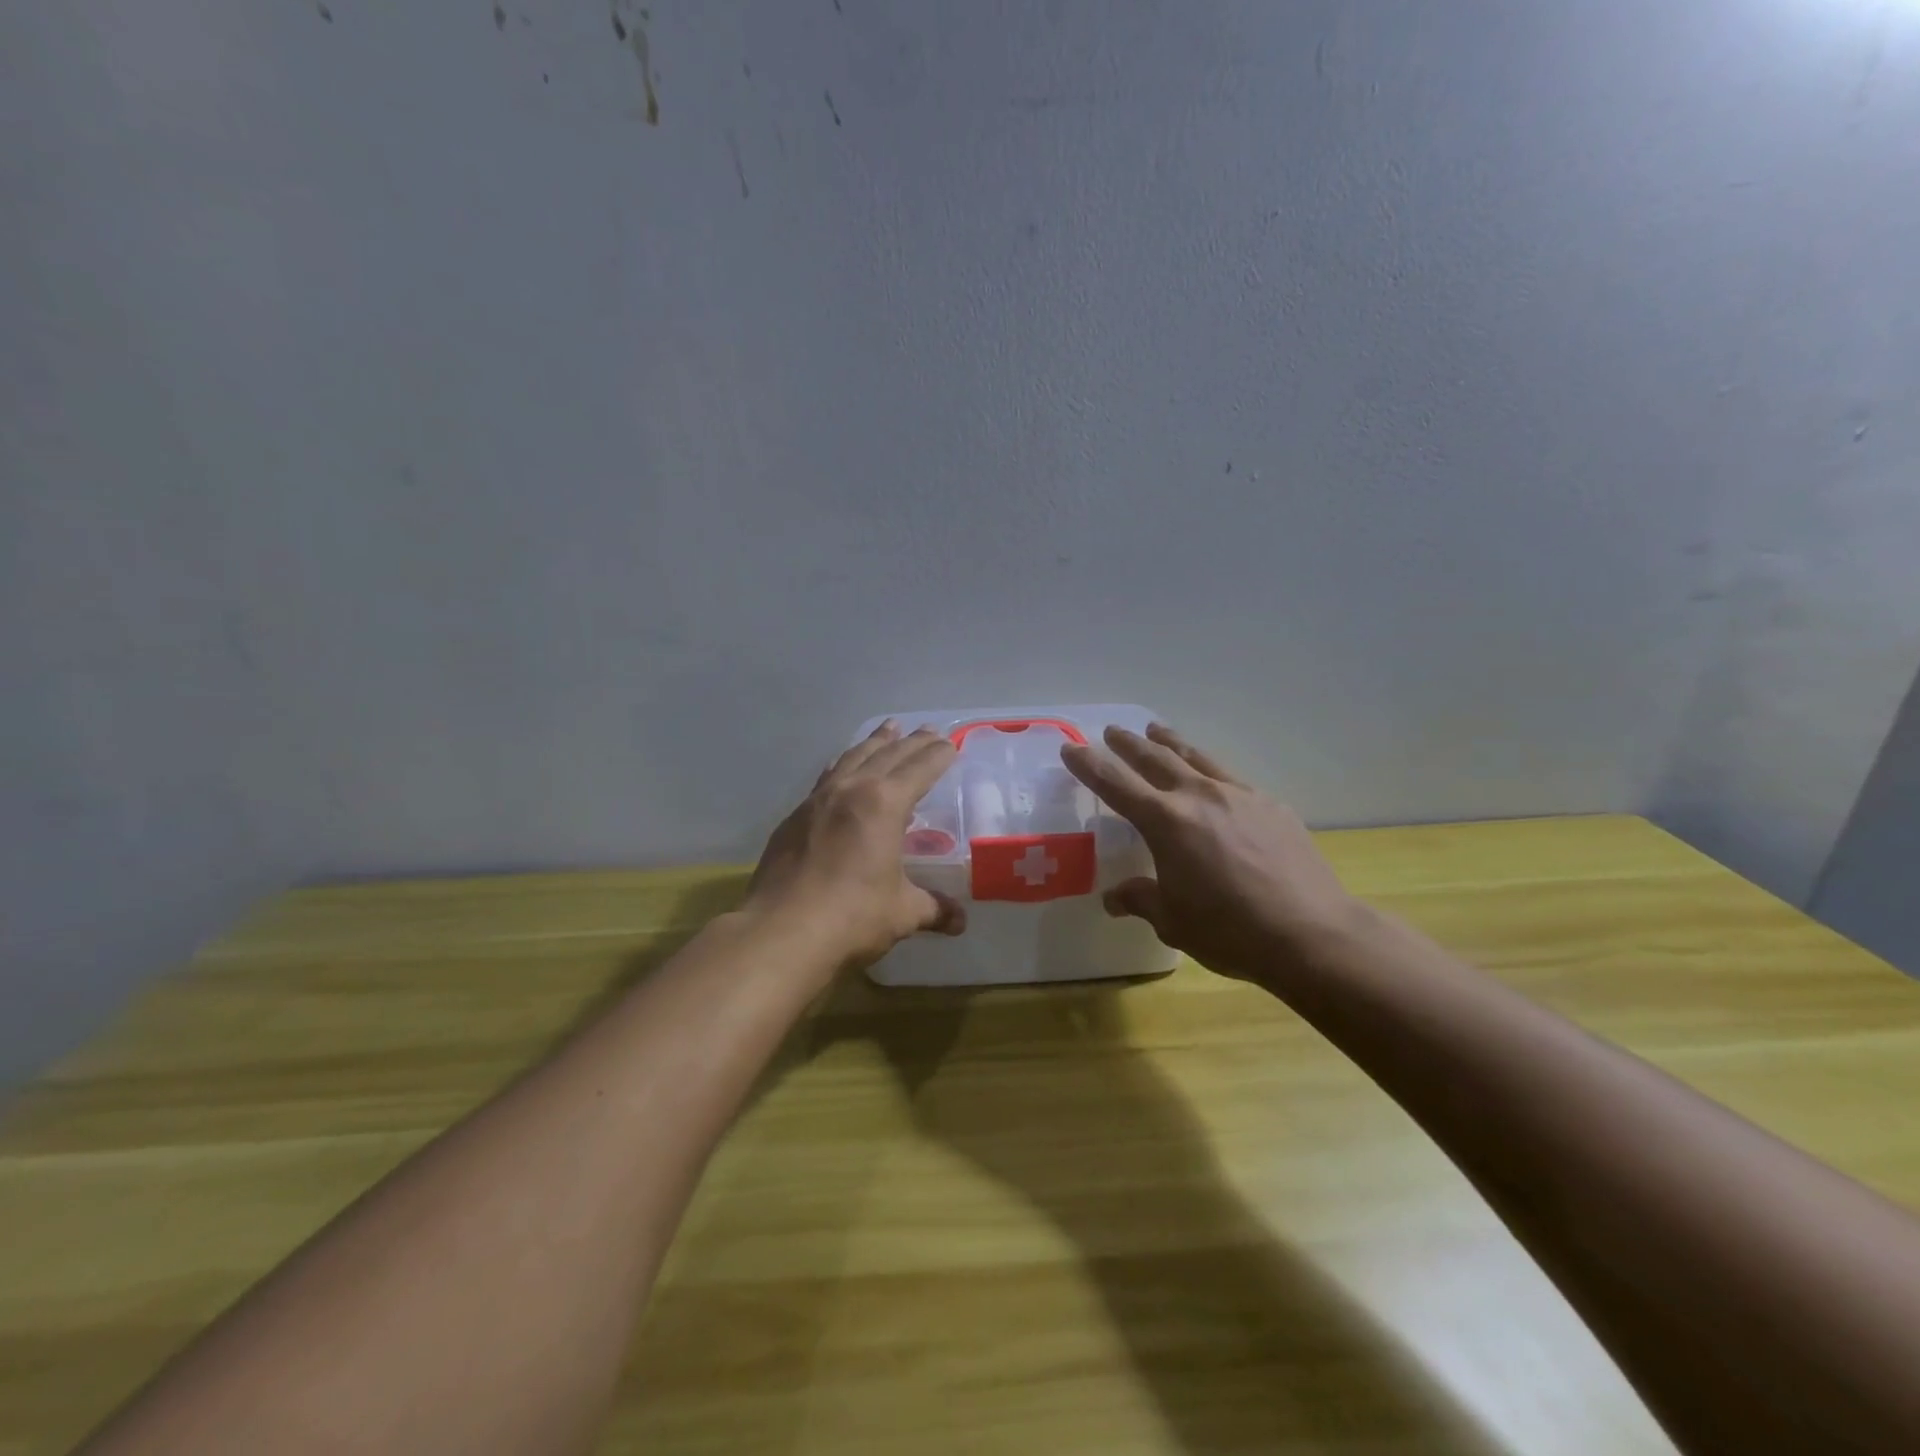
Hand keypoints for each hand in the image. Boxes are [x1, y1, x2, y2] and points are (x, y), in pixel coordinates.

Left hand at [745, 722, 966, 970]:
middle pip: (887, 755)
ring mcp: (817, 801)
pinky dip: (843, 765)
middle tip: (929, 730)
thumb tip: (959, 921)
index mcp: (884, 804)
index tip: (950, 744)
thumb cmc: (852, 916)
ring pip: (852, 757)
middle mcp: (851, 790)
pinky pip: (826, 777)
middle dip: (911, 742)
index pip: (919, 769)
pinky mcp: (794, 818)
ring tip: (888, 728)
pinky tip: (843, 767)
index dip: (938, 756)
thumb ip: (933, 908)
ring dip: (874, 742)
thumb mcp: (902, 912)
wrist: (780, 931)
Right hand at [1060, 723, 1368, 981]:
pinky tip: (1214, 782)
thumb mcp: (1173, 920)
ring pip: (1196, 757)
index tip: (1071, 748)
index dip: (1089, 764)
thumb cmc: (1230, 930)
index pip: (1115, 784)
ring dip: (1171, 742)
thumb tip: (1114, 898)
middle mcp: (1199, 797)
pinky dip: (1210, 772)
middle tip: (1112, 731)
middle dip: (1129, 744)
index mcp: (1166, 822)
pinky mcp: (1271, 805)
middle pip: (1156, 758)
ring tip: (1157, 729)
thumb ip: (1141, 900)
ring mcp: (1239, 796)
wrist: (1311, 933)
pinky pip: (1231, 779)